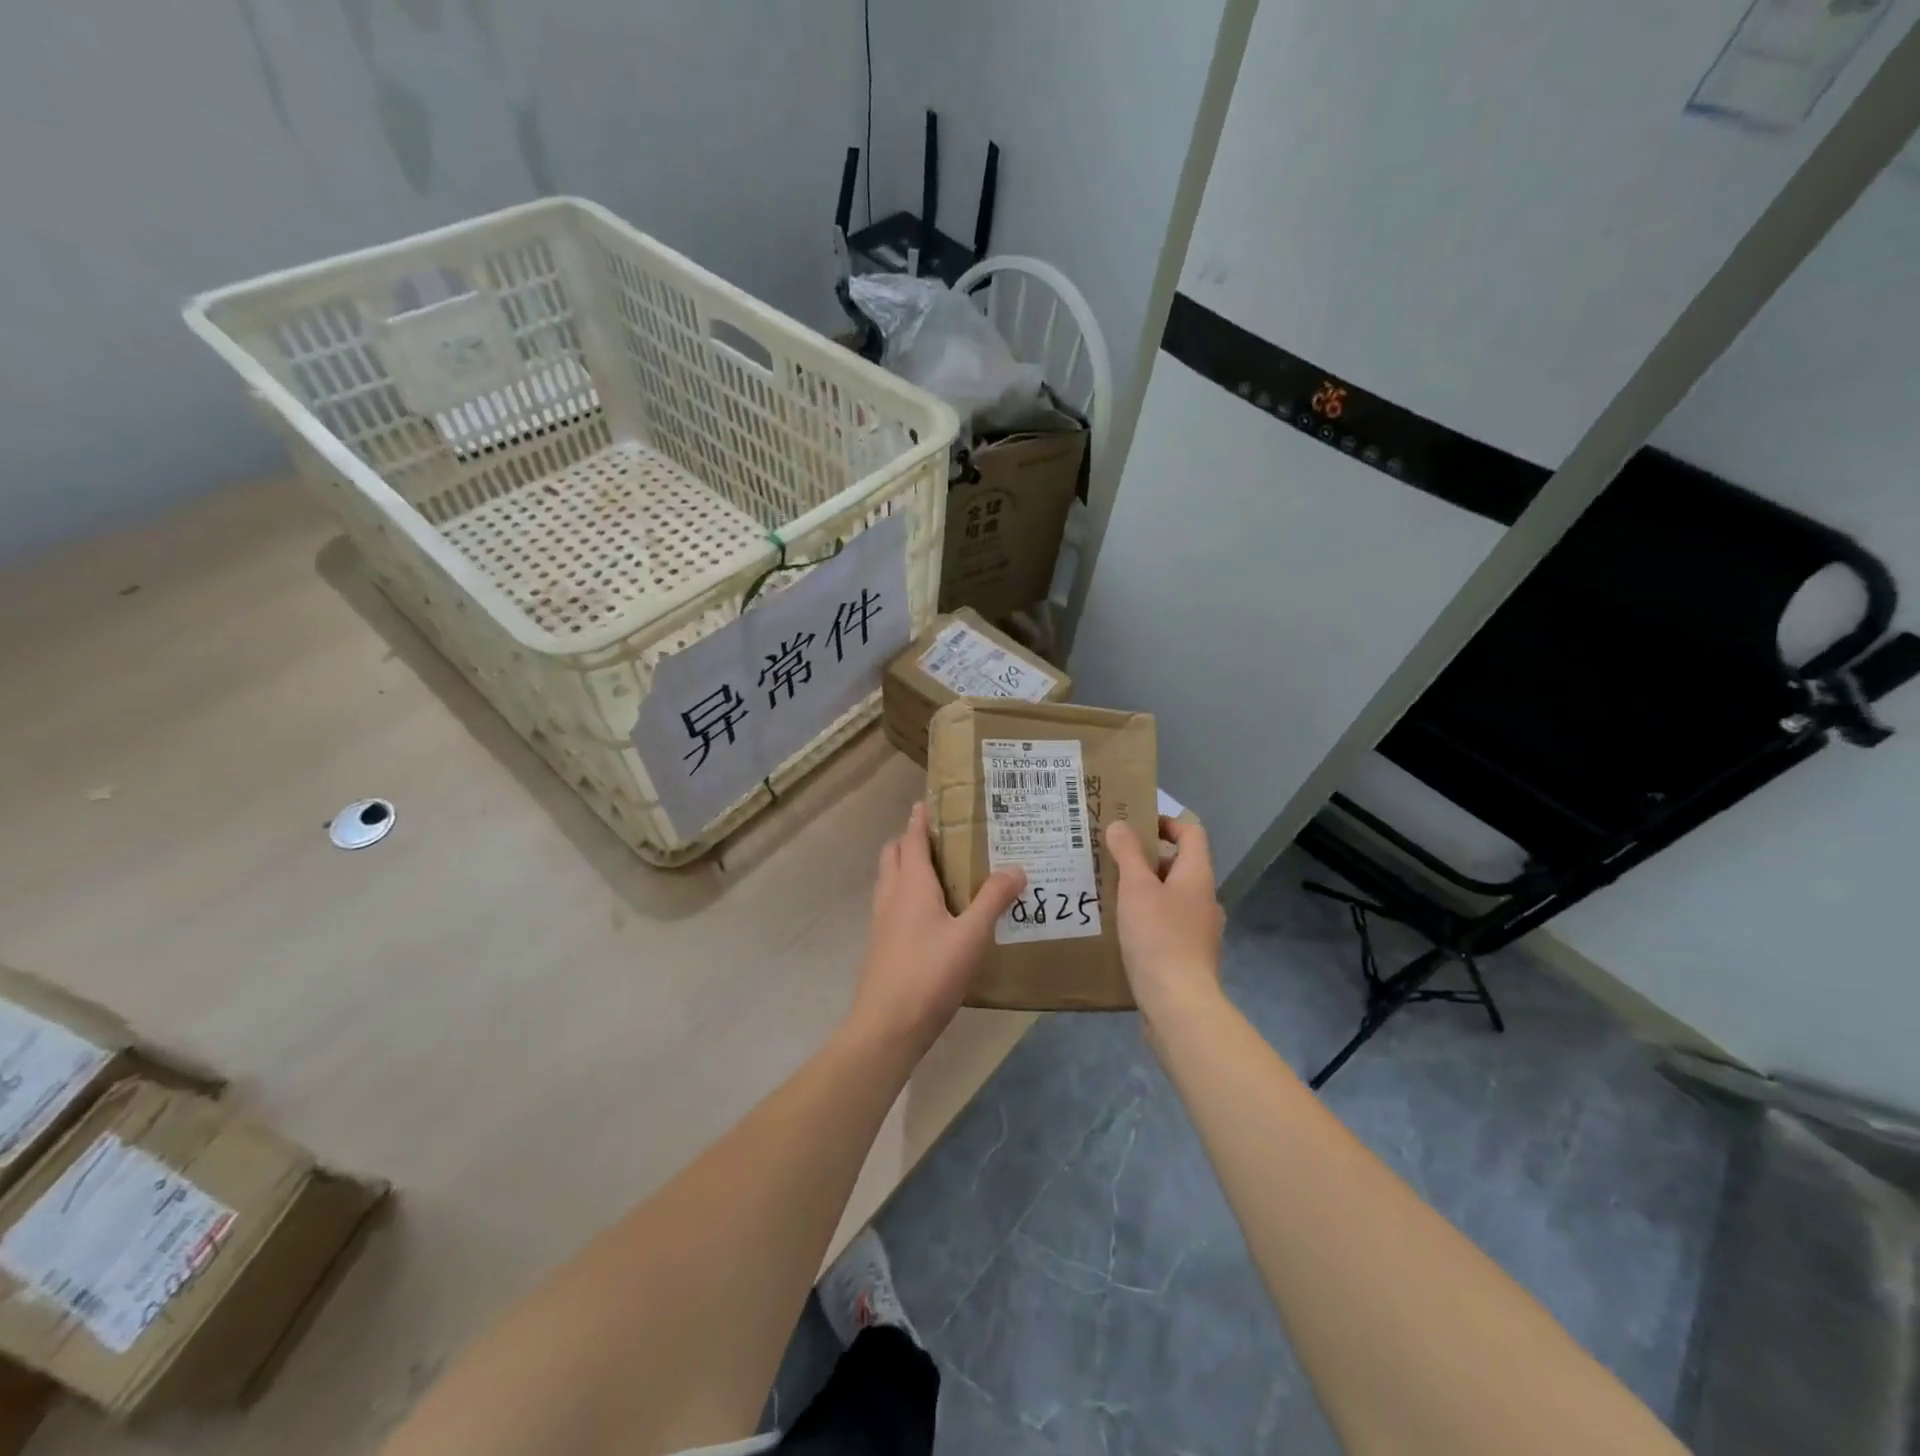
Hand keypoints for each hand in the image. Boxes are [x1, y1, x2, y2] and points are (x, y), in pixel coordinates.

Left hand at [848, 802, 1025, 1055]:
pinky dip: (907, 895)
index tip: (927, 801)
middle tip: (940, 836)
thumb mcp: (972, 935)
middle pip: (894, 855)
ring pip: (890, 881)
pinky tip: (931, 915)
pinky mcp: (882, 946)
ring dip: (906, 867)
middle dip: (910, 840)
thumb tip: (1017, 868)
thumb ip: (994, 900)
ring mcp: (882, 922)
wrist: (887, 1026)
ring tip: (939, 871)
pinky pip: (893, 905)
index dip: (919, 819)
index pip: (912, 839)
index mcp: (911, 884)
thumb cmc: (929, 973)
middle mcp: (892, 896)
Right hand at [1106, 816, 1225, 1026]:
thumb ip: (1128, 853)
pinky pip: (1167, 924)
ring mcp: (1199, 930)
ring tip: (1110, 892)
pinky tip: (1121, 929)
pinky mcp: (1188, 956)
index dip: (1165, 822)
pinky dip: (1146, 918)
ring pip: (1171, 896)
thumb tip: (1120, 824)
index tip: (1134, 825)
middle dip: (1146, 859)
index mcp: (1198, 876)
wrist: (1178, 1004)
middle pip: (1179, 865)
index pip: (1191, 833)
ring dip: (1144, 890)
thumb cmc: (1158, 936)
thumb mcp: (1136, 888)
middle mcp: (1204, 899)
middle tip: (1111, 858)